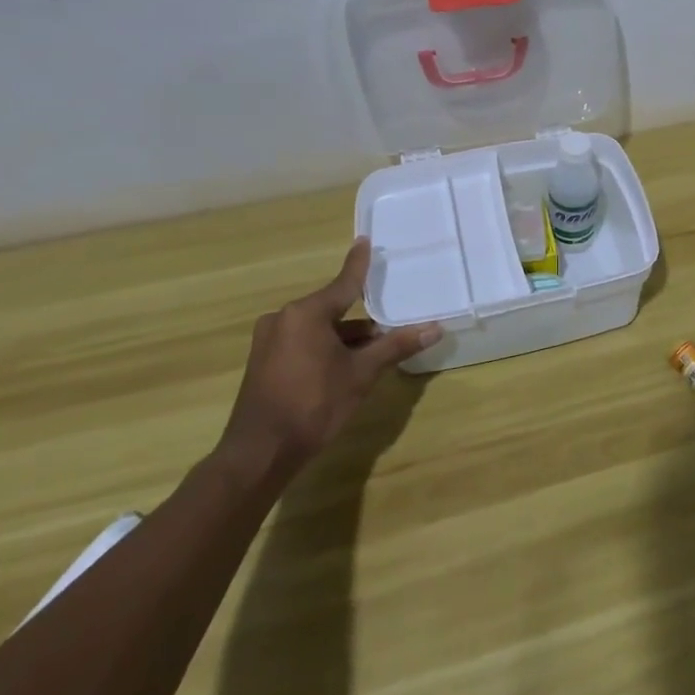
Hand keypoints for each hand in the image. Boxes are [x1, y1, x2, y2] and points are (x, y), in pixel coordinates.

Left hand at [217, 238, 440, 483]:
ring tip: (372, 352)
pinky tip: (342, 367)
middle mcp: (283, 319)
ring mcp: (269, 341)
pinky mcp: (263, 362)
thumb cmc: (314, 405)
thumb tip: (435, 328)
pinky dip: (324, 349)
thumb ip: (396, 346)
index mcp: (306, 313)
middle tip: (387, 326)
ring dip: (343, 338)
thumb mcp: (361, 374)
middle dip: (360, 320)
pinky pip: (301, 343)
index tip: (365, 241)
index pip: (343, 283)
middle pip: (331, 309)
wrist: (259, 453)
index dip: (359, 264)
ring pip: (317, 329)